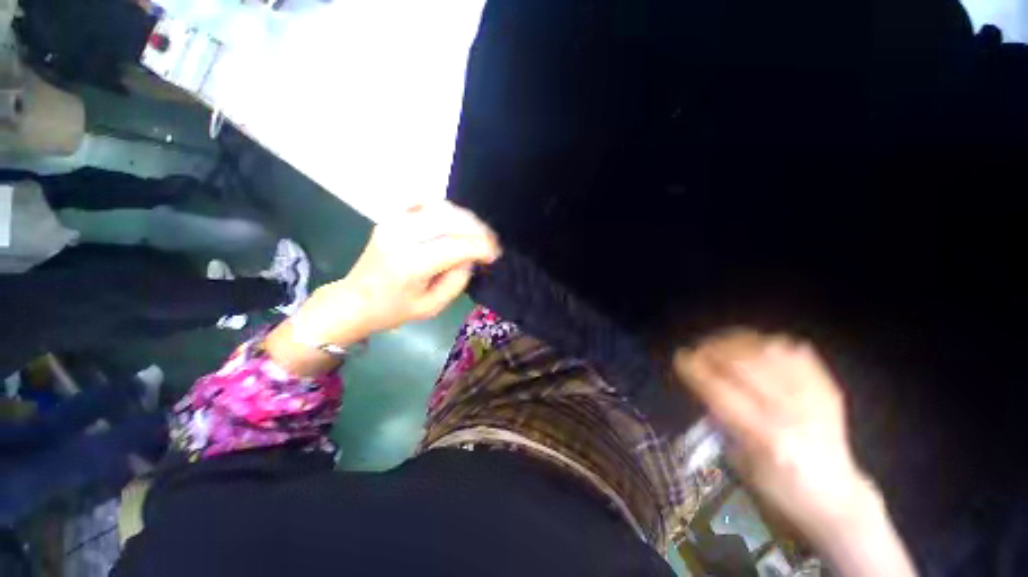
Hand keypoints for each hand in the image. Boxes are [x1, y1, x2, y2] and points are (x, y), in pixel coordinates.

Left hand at [291, 201, 500, 347]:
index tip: (495, 255)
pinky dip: (445, 209)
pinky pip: (424, 203)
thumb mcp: (432, 307)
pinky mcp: (391, 218)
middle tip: (491, 242)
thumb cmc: (394, 310)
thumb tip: (470, 256)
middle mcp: (401, 236)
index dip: (481, 247)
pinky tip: (454, 221)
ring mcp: (394, 222)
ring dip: (465, 218)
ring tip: (477, 233)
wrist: (355, 300)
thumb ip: (457, 280)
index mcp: (411, 264)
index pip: (456, 246)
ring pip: (440, 207)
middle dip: (478, 229)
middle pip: (450, 220)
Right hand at [675, 332, 916, 576]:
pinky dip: (768, 343)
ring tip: (721, 344)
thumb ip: (720, 418)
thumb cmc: (777, 487)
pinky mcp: (828, 389)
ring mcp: (815, 398)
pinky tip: (753, 347)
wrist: (833, 497)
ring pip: (769, 350)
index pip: (719, 391)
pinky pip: (795, 351)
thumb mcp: (737, 461)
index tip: (680, 358)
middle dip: (712, 350)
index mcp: (765, 439)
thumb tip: (703, 380)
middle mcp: (792, 414)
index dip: (694, 369)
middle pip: (743, 364)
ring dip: (736, 342)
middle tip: (698, 350)